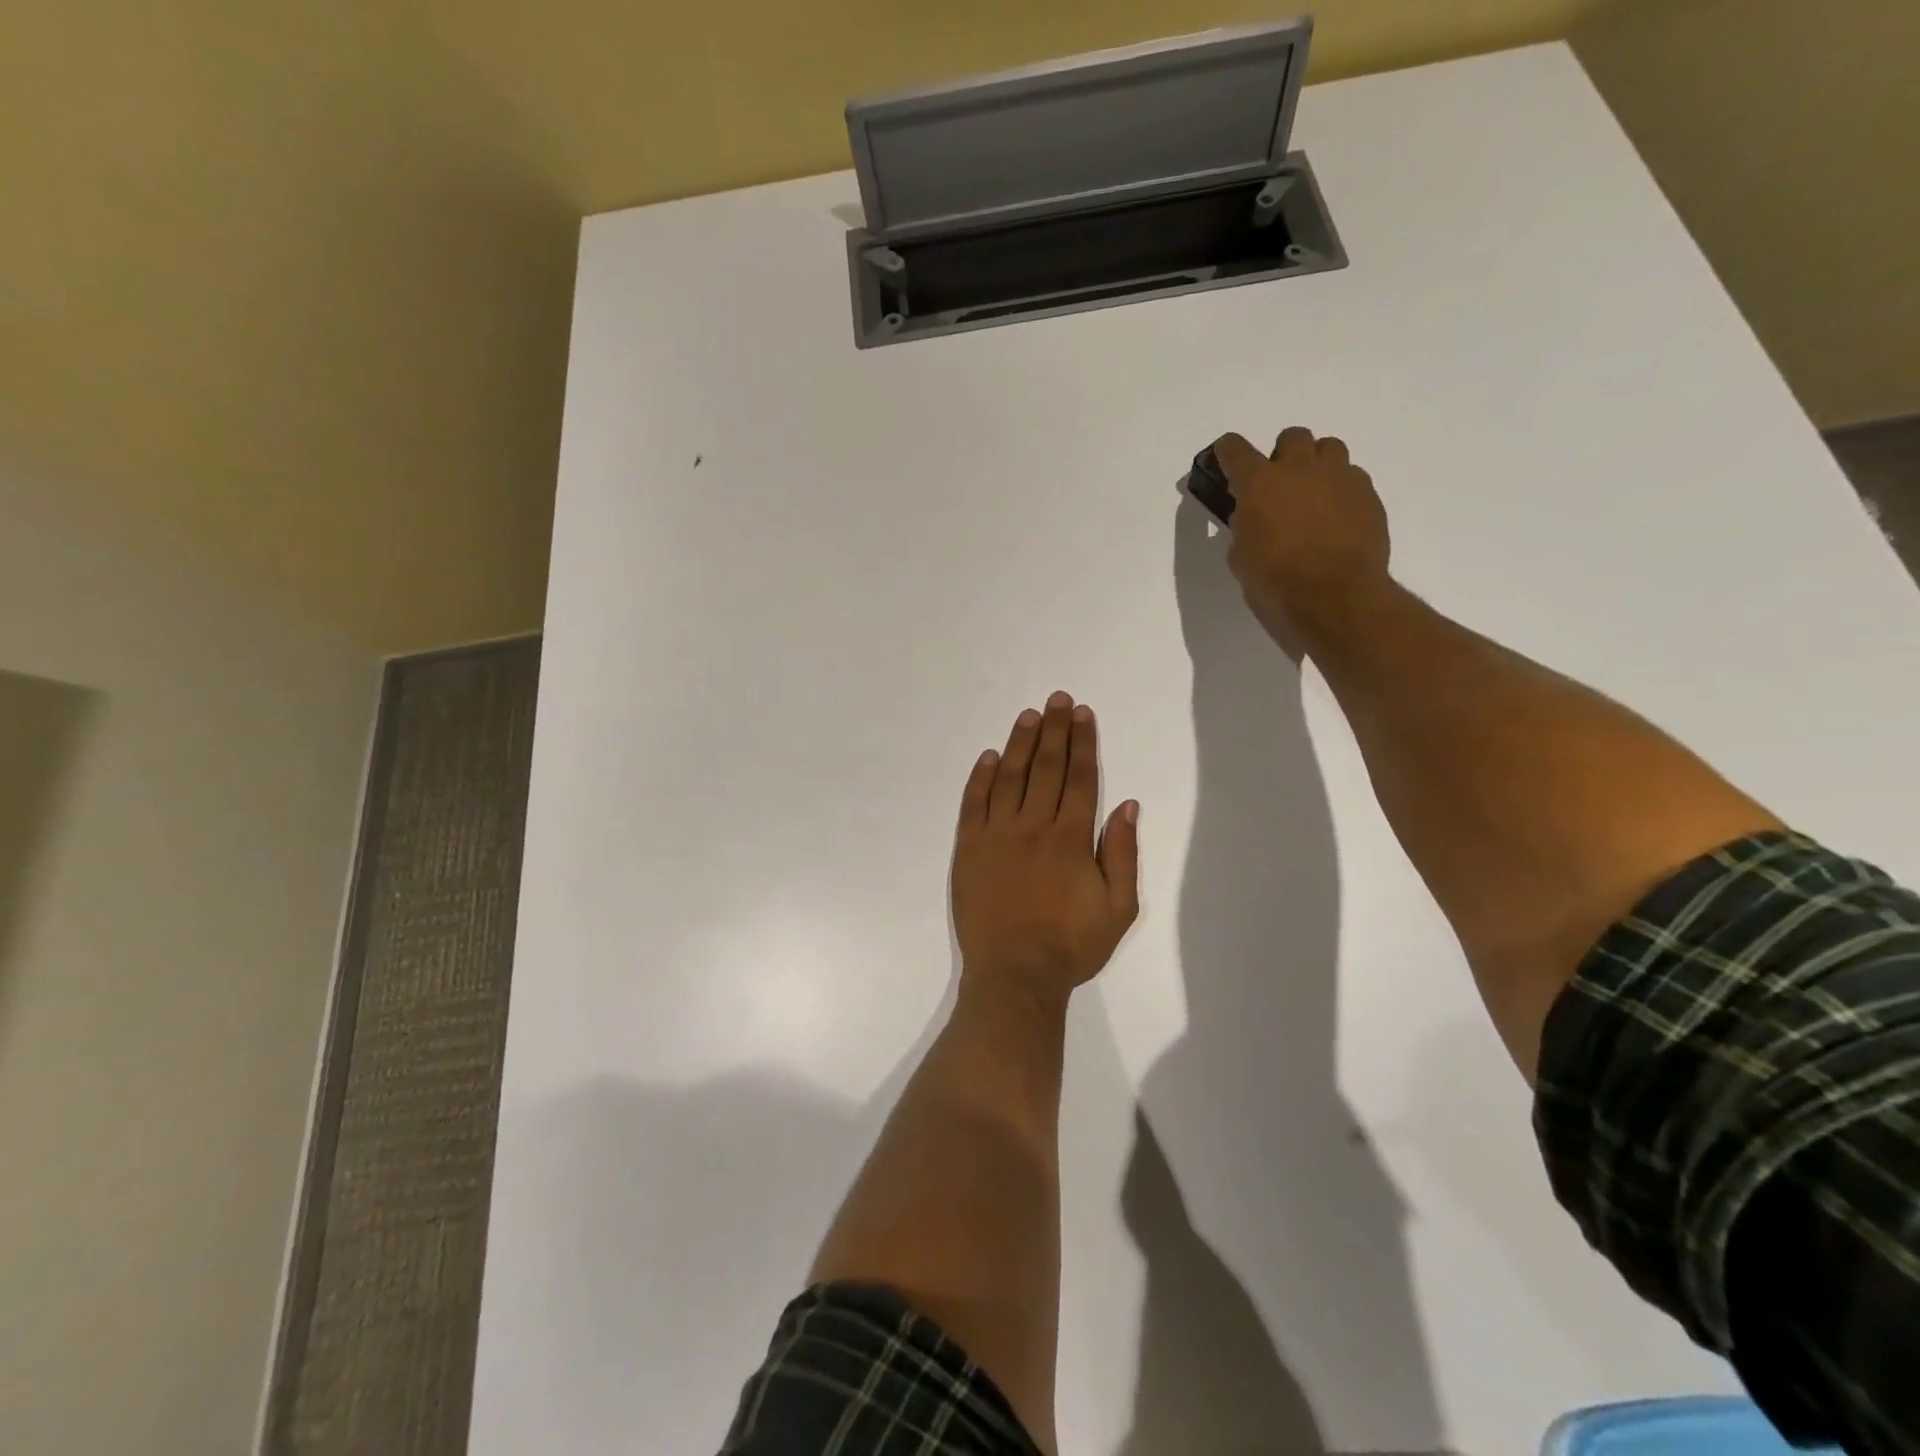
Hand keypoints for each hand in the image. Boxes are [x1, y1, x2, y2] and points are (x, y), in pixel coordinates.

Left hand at [951, 692, 1139, 1006]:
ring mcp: (996, 835)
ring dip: (1019, 744)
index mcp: (1070, 838)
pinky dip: (980, 777)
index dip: (1082, 743)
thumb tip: (1127, 804)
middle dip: (1054, 731)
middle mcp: (1033, 826)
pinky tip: (988, 757)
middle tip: (1057, 699)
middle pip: (1046, 768)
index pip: (1080, 778)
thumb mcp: (1118, 908)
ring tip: (1028, 716)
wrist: (1015, 975)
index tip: (1082, 714)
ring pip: (1009, 777)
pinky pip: (974, 803)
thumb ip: (1122, 853)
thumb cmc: (1071, 946)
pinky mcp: (969, 848)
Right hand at [1211, 428, 1391, 644]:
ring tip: (1313, 495)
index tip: (1226, 461)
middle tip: (1279, 485)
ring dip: (1316, 464)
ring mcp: (1339, 477)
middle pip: (1291, 437)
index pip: (1235, 449)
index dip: (1227, 452)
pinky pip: (1352, 476)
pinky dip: (1341, 489)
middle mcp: (1299, 469)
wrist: (1335, 597)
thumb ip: (1244, 526)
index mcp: (1259, 484)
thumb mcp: (1241, 556)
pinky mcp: (1367, 493)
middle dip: (1282, 455)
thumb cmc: (1276, 582)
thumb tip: (1252, 516)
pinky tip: (1337, 516)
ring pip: (1328, 448)